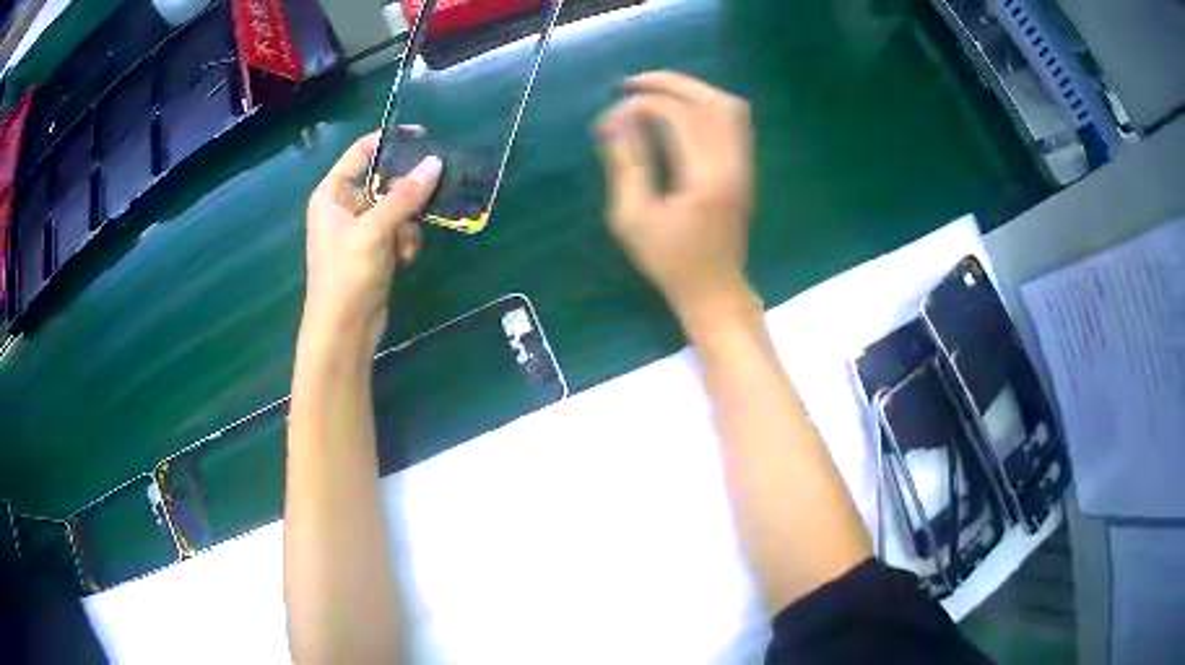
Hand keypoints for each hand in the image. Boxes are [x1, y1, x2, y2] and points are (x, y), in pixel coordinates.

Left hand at [302, 130, 441, 345]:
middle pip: (384, 180)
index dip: (389, 141)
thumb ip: (405, 195)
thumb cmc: (347, 275)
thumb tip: (435, 162)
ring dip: (408, 224)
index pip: (361, 152)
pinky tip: (404, 260)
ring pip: (397, 207)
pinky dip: (405, 242)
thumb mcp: (375, 230)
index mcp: (332, 193)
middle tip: (435, 188)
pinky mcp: (373, 250)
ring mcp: (359, 229)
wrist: (344, 331)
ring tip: (405, 245)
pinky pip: (398, 231)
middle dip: (407, 191)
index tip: (424, 137)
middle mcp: (344, 206)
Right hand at [597, 71, 756, 329]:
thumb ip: (627, 164)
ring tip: (654, 90)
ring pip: (729, 107)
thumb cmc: (670, 261)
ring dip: (692, 90)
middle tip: (632, 83)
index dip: (643, 105)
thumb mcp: (634, 218)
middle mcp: (733, 163)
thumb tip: (614, 120)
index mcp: (706, 177)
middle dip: (670, 84)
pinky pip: (733, 122)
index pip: (680, 116)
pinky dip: (706, 105)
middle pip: (712, 101)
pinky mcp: (744, 169)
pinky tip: (680, 110)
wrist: (714, 289)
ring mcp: (744, 165)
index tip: (612, 114)